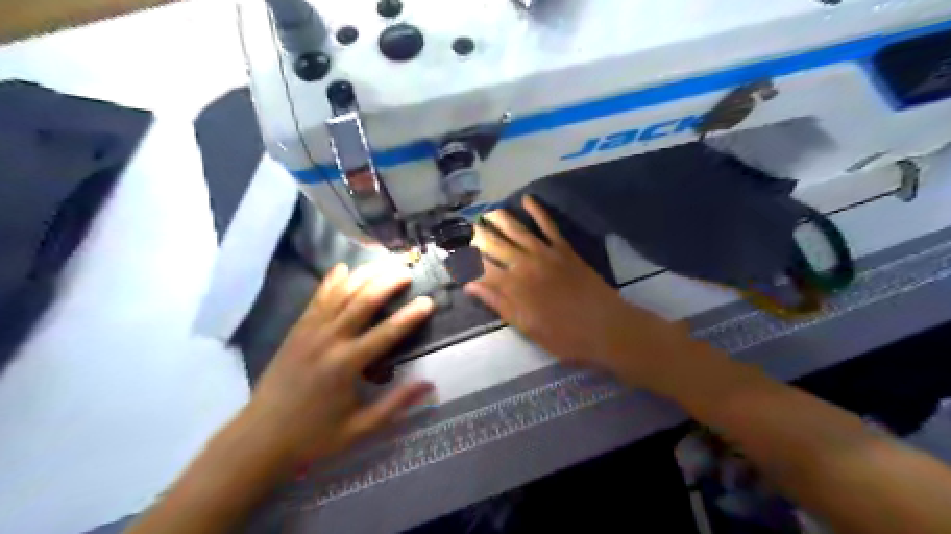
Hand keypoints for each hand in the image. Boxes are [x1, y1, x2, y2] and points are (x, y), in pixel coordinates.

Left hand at [241, 260, 433, 465]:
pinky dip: (331, 281)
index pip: (386, 333)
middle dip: (387, 283)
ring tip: (383, 263)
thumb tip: (429, 384)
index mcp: (346, 365)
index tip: (429, 301)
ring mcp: (309, 332)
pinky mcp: (296, 331)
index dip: (410, 316)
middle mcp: (328, 341)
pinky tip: (343, 267)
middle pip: (363, 302)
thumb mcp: (361, 428)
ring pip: (340, 294)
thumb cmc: (314, 437)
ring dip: (364, 275)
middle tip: (407, 271)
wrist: (258, 439)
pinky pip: (316, 299)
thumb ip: (396, 404)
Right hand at [470, 195, 696, 386]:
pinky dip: (538, 211)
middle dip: (477, 235)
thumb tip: (470, 285)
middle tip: (464, 227)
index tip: (452, 251)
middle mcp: (525, 264)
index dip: (464, 259)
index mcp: (513, 287)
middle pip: (495, 244)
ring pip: (517, 230)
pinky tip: (528, 199)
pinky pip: (549, 225)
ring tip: (488, 212)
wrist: (606, 327)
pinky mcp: (565, 249)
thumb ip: (498, 303)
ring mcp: (546, 253)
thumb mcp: (526, 327)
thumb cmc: (564, 335)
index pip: (480, 267)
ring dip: (501, 219)